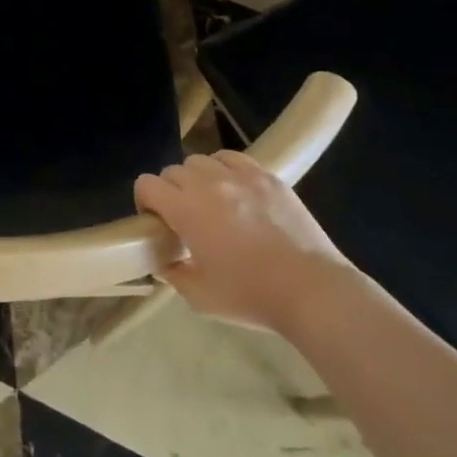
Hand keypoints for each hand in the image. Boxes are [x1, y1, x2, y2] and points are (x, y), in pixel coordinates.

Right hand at [132, 152, 349, 326]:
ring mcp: (241, 176)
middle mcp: (209, 184)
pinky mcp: (268, 177)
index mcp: (186, 210)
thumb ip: (173, 273)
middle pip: (173, 171)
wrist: (311, 290)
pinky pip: (234, 159)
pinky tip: (235, 191)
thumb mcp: (199, 297)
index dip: (145, 201)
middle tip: (184, 218)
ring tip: (211, 202)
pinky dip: (225, 169)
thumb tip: (164, 260)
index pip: (147, 184)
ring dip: (198, 178)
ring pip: (202, 160)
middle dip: (171, 191)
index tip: (156, 222)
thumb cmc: (251, 295)